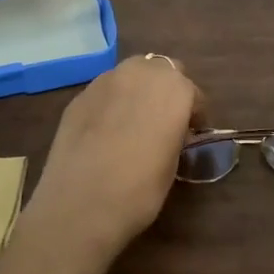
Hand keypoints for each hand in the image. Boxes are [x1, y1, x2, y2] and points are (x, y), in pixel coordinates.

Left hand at [21, 55, 204, 263]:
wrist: (80, 203)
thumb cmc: (140, 190)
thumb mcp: (173, 164)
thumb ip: (175, 135)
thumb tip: (170, 131)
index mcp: (174, 89)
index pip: (193, 93)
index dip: (194, 114)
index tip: (191, 134)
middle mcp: (140, 73)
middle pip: (161, 70)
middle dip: (166, 90)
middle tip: (163, 121)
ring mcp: (105, 81)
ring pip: (130, 74)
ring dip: (137, 90)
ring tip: (133, 121)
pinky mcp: (79, 95)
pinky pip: (105, 91)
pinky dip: (111, 102)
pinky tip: (105, 130)